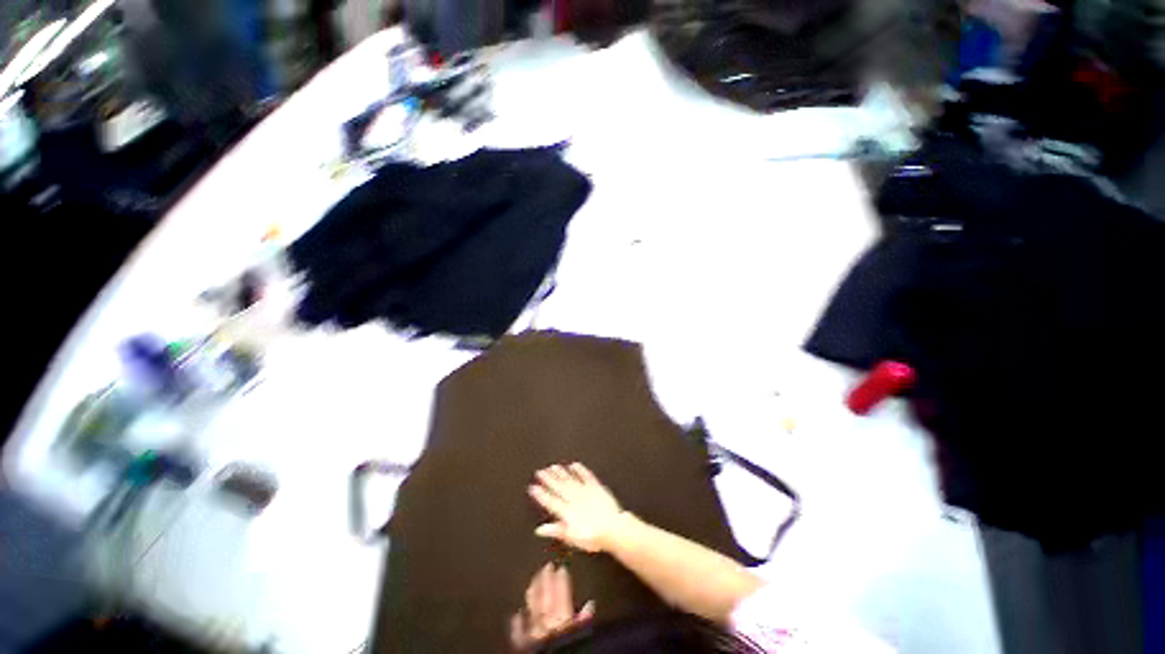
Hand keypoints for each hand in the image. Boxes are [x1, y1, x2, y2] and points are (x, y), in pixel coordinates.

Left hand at [509, 563, 594, 650]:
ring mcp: (533, 635)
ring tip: (533, 580)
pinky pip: (519, 635)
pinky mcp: (525, 647)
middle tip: (546, 565)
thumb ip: (584, 621)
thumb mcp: (583, 637)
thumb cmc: (573, 649)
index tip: (561, 567)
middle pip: (545, 600)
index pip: (561, 597)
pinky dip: (517, 623)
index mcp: (562, 622)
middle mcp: (546, 626)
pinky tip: (515, 613)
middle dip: (546, 582)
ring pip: (532, 611)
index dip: (561, 582)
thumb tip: (589, 604)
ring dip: (533, 595)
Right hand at [528, 463, 625, 552]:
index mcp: (567, 512)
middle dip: (548, 479)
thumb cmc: (593, 538)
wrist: (613, 529)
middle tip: (539, 472)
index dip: (541, 494)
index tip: (533, 487)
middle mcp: (574, 499)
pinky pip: (586, 476)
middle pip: (559, 488)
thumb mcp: (572, 538)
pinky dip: (580, 470)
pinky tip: (574, 465)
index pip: (551, 502)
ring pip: (570, 480)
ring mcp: (585, 491)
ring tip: (553, 466)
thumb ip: (556, 531)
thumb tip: (539, 529)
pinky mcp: (596, 487)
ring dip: (561, 473)